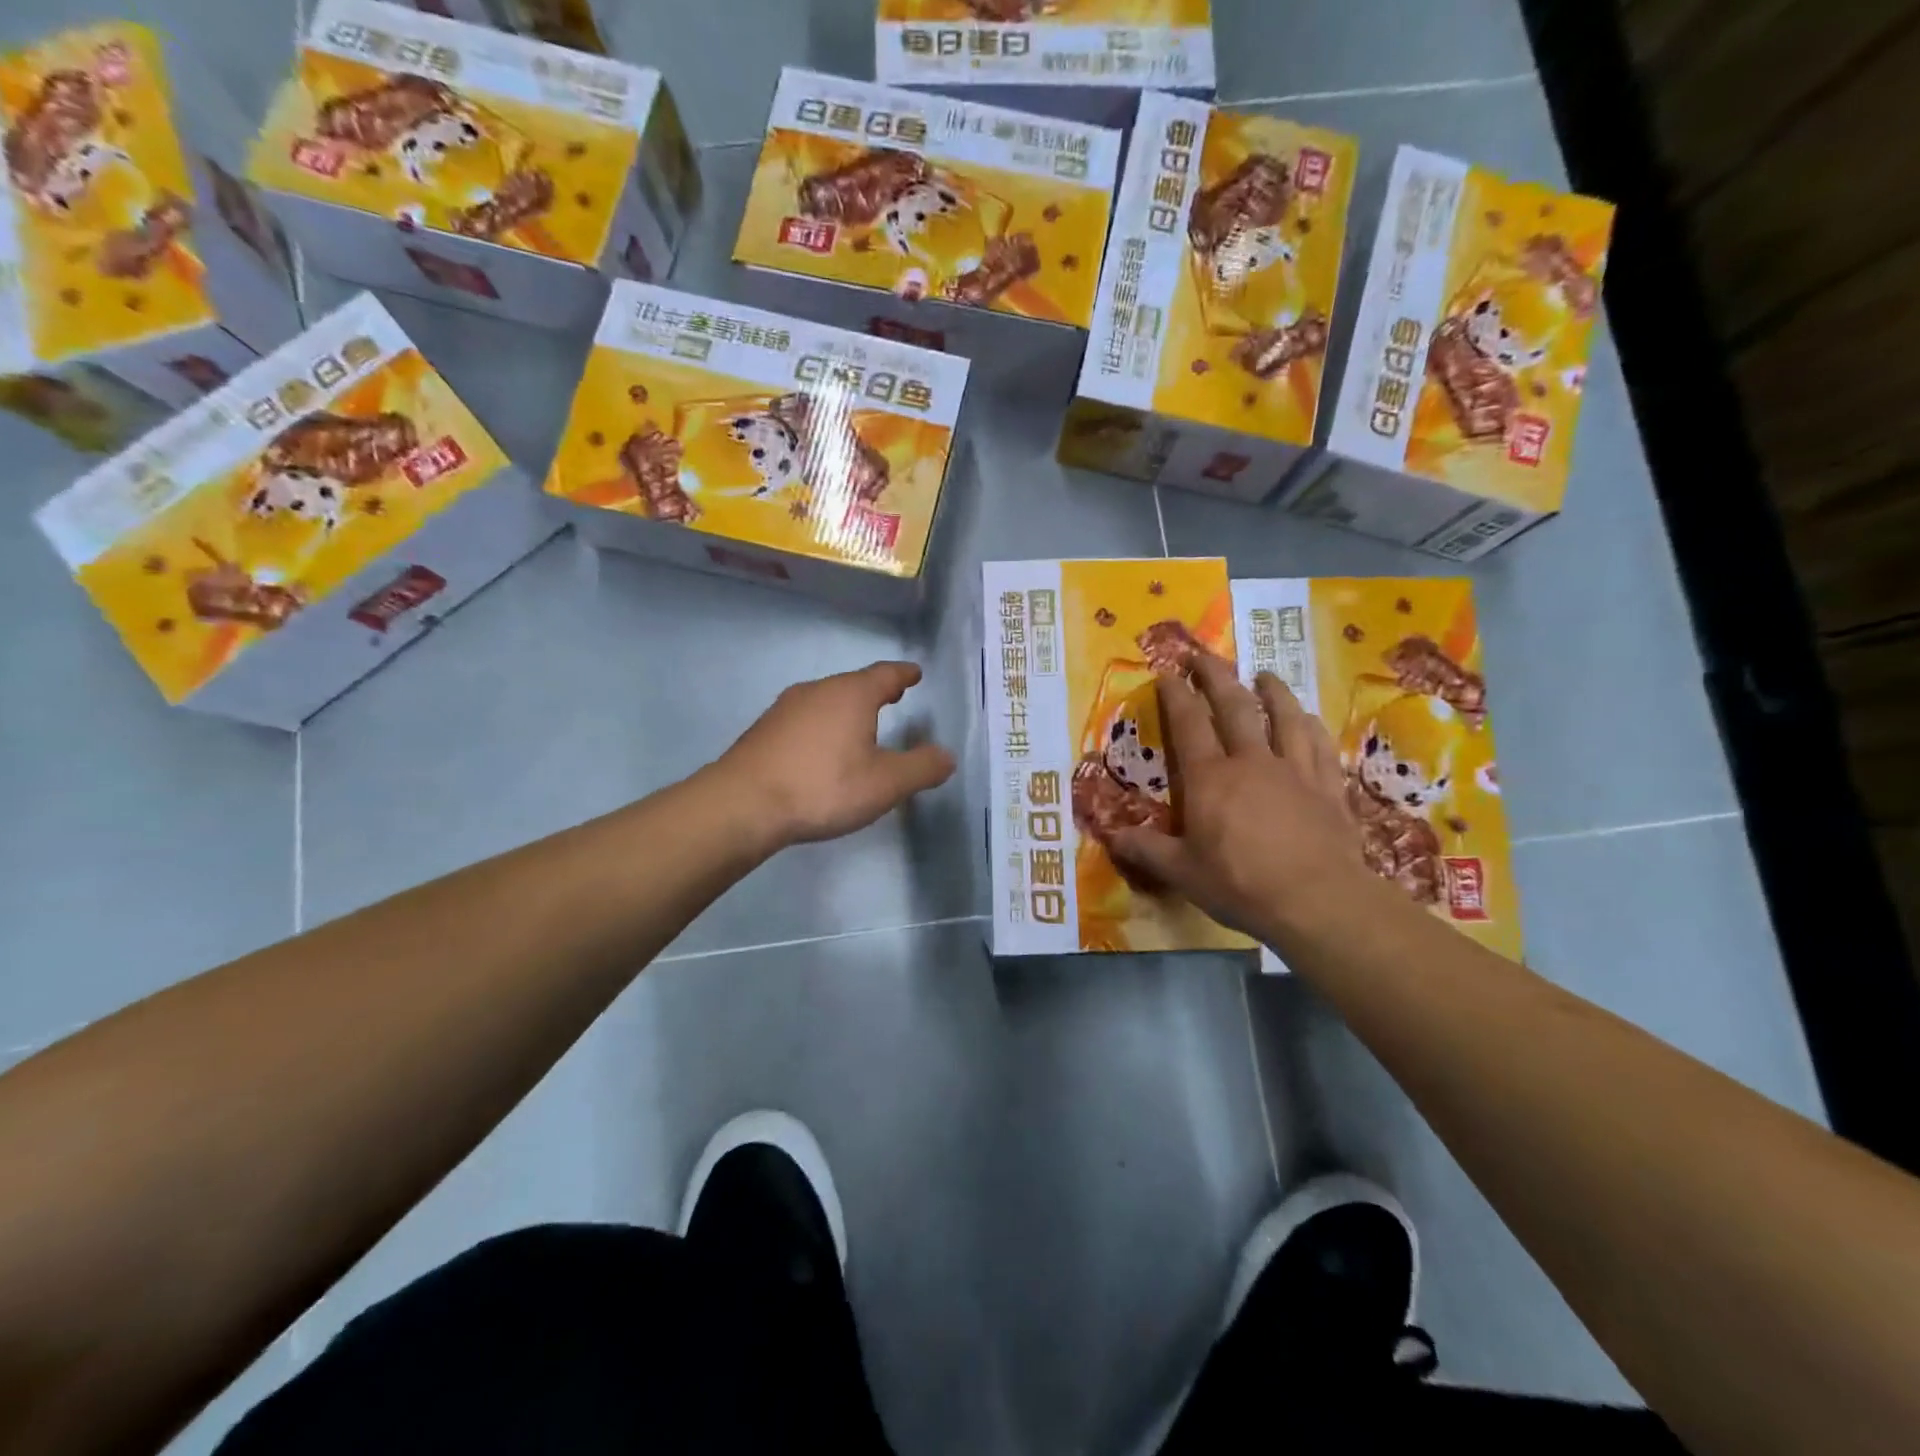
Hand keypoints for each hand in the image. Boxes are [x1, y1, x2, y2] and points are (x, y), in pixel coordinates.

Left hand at [718, 661, 955, 849]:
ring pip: (826, 700)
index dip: (903, 674)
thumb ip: (921, 768)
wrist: (743, 804)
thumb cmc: (823, 787)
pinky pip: (805, 719)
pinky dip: (823, 725)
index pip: (885, 674)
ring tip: (861, 723)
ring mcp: (786, 708)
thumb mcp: (885, 784)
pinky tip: (822, 748)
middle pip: (853, 683)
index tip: (914, 673)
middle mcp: (818, 691)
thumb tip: (947, 756)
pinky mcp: (765, 730)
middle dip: (875, 690)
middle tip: (893, 696)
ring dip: (847, 708)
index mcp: (851, 695)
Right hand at [1102, 655, 1368, 942]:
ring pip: (1284, 718)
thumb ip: (1147, 850)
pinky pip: (1319, 745)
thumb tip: (1112, 836)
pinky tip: (1309, 718)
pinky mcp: (1327, 787)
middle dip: (1217, 678)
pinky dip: (1311, 726)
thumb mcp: (1182, 872)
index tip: (1168, 673)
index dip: (1176, 696)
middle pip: (1234, 708)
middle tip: (1206, 656)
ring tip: (1265, 674)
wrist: (1317, 901)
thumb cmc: (1240, 885)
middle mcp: (1251, 762)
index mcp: (1210, 779)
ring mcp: (1295, 771)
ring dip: (1272, 691)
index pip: (1189, 725)